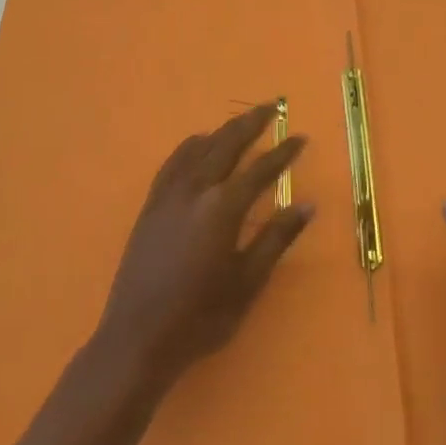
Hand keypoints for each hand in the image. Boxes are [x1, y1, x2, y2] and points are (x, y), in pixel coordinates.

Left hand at [95, 104, 311, 391]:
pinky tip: (198, 144)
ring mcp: (169, 193)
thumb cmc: (200, 317)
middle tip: (271, 106)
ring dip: (223, 130)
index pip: (260, 169)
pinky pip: (174, 161)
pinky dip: (191, 145)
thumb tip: (307, 204)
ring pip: (200, 147)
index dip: (283, 152)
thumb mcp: (247, 282)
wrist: (137, 337)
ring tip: (241, 122)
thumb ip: (276, 239)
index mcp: (223, 207)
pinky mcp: (151, 203)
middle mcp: (196, 189)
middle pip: (227, 143)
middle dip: (251, 123)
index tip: (300, 137)